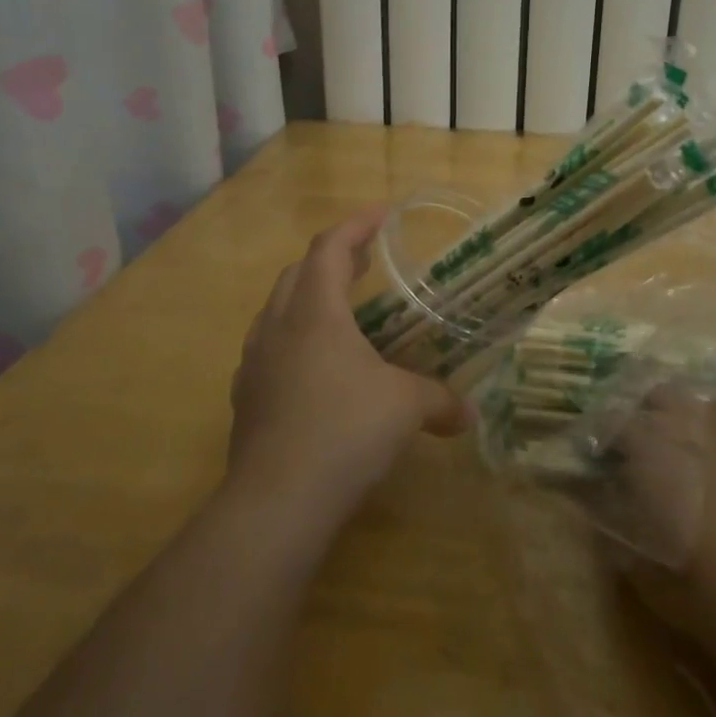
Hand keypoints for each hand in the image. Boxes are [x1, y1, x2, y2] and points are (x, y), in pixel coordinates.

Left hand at [229, 207, 472, 531]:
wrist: (277, 501)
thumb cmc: (346, 431)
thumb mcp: (406, 408)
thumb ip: (441, 401)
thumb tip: (469, 415)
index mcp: (314, 313)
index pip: (329, 248)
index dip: (356, 225)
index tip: (383, 214)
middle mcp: (277, 328)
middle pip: (299, 273)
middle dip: (333, 258)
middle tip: (366, 259)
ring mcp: (254, 364)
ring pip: (277, 311)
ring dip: (308, 298)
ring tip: (340, 309)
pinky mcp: (246, 399)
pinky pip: (269, 349)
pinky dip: (294, 339)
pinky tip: (316, 367)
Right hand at [610, 387, 715, 644]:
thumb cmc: (702, 588)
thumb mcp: (638, 567)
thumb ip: (612, 521)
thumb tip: (597, 496)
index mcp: (653, 447)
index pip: (614, 422)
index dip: (604, 439)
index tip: (601, 462)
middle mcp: (696, 428)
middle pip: (663, 395)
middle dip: (650, 416)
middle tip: (645, 454)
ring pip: (712, 406)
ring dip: (699, 423)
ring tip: (696, 459)